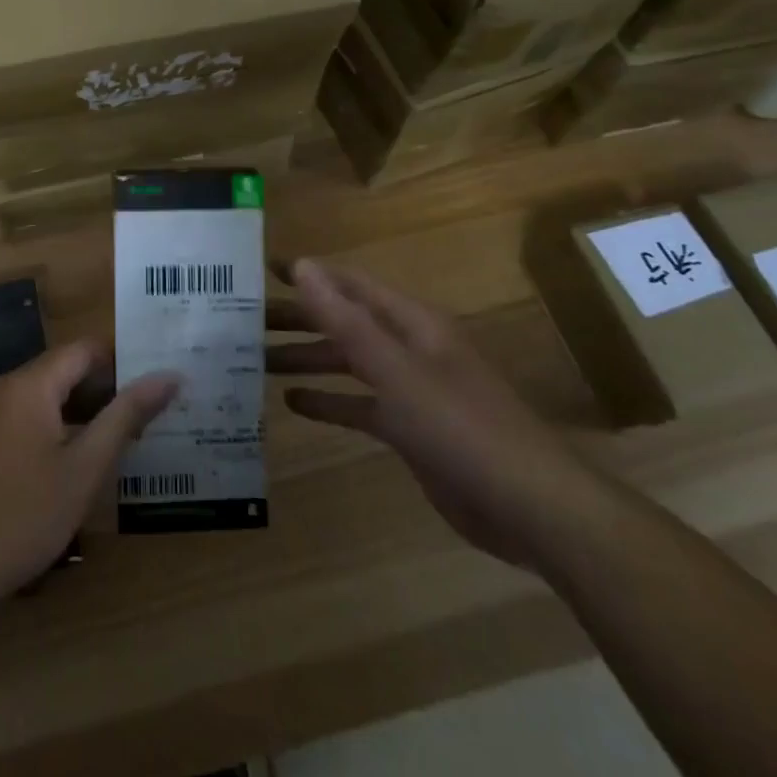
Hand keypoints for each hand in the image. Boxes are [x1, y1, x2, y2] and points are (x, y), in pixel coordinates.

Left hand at [0, 340, 178, 608]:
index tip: (159, 384)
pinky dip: (63, 427)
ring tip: (130, 438)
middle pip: (69, 369)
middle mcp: (10, 386)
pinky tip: (85, 460)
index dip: (125, 361)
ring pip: (53, 395)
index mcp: (31, 383)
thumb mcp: (85, 467)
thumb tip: (168, 376)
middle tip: (153, 415)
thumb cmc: (23, 515)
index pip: (87, 349)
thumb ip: (126, 416)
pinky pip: (34, 416)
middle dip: (110, 389)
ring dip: (88, 411)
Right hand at [269, 259, 614, 568]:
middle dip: (298, 319)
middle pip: (343, 322)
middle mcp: (408, 347)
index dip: (308, 274)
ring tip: (258, 360)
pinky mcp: (410, 429)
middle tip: (245, 320)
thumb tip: (304, 266)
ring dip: (307, 359)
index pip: (349, 284)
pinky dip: (329, 402)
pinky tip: (294, 405)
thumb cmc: (462, 428)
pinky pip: (359, 405)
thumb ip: (346, 320)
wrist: (531, 509)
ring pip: (348, 363)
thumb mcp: (397, 371)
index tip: (262, 268)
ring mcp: (410, 389)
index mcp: (410, 322)